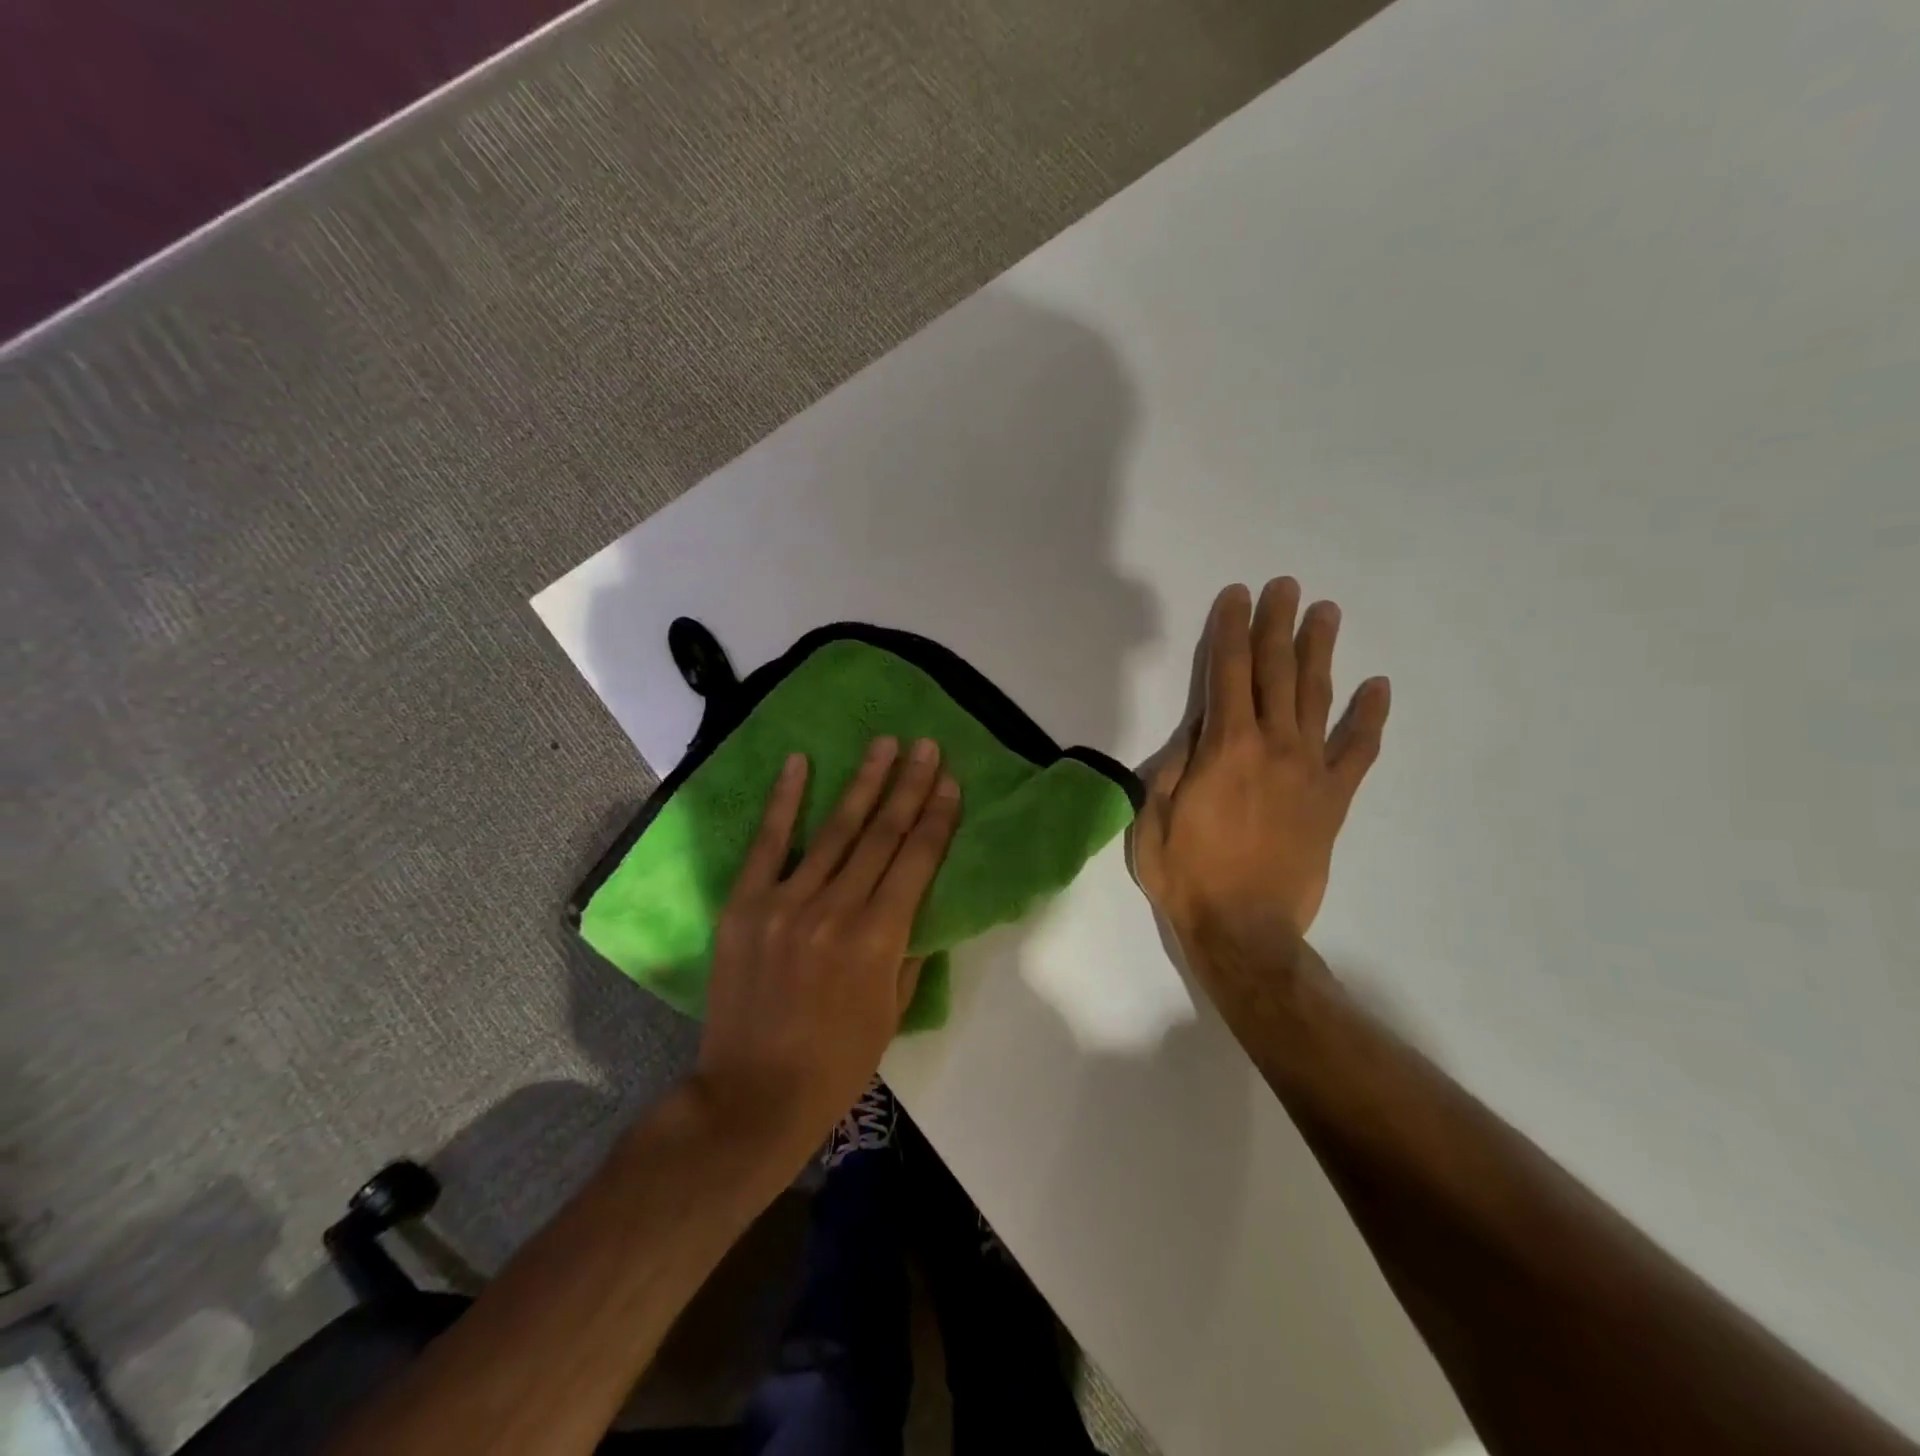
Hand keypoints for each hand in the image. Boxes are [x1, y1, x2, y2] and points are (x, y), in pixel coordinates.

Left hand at [692, 737, 960, 1163]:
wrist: (752, 1095)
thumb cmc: (836, 1063)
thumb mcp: (892, 1013)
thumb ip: (909, 951)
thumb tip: (918, 902)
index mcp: (879, 940)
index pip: (916, 861)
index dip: (937, 817)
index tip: (950, 780)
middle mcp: (836, 910)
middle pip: (881, 834)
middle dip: (909, 786)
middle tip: (926, 745)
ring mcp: (786, 903)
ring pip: (834, 830)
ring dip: (863, 782)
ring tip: (884, 744)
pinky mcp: (745, 905)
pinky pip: (768, 844)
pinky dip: (783, 801)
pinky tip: (798, 763)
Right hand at [1132, 578, 1388, 983]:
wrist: (1245, 932)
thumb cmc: (1187, 875)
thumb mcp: (1154, 816)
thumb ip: (1176, 765)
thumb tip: (1198, 727)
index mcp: (1224, 747)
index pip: (1227, 672)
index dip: (1230, 630)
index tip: (1237, 596)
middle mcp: (1271, 746)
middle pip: (1275, 672)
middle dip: (1276, 625)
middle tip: (1285, 586)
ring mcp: (1309, 770)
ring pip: (1316, 698)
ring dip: (1319, 652)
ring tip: (1325, 614)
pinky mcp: (1333, 799)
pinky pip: (1357, 750)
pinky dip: (1368, 717)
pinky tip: (1377, 687)